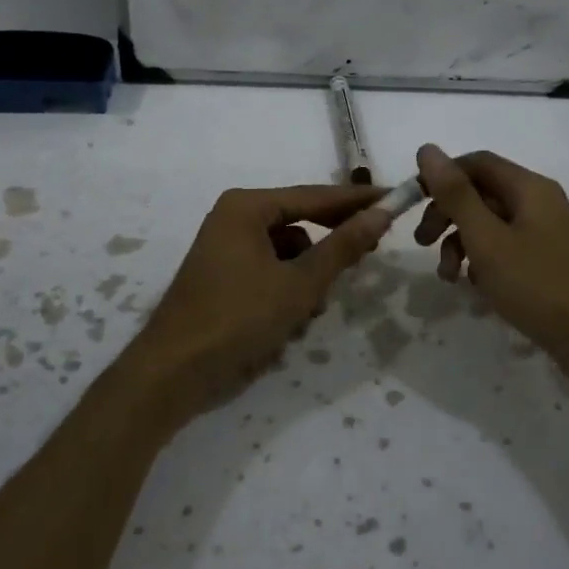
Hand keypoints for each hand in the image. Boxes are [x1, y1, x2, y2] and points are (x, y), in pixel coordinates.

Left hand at [122, 184, 390, 427]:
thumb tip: (381, 213)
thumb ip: (343, 247)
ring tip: (313, 309)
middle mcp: (233, 218)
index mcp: (247, 207)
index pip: (314, 196)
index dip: (356, 200)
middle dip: (330, 246)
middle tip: (372, 251)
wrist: (174, 372)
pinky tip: (292, 322)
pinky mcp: (223, 277)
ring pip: (287, 253)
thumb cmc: (239, 318)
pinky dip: (286, 291)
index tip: (394, 199)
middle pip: (299, 223)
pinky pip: (269, 272)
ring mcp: (226, 249)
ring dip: (307, 278)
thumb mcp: (300, 283)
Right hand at [413, 144, 568, 381]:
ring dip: (462, 242)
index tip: (412, 203)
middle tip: (422, 243)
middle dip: (447, 214)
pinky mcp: (548, 258)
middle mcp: (540, 201)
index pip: (476, 162)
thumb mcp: (486, 239)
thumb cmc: (536, 285)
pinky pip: (506, 246)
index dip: (441, 177)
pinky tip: (477, 286)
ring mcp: (547, 231)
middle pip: (481, 193)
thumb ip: (455, 194)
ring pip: (491, 223)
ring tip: (449, 277)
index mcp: (529, 187)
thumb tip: (427, 149)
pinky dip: (484, 259)